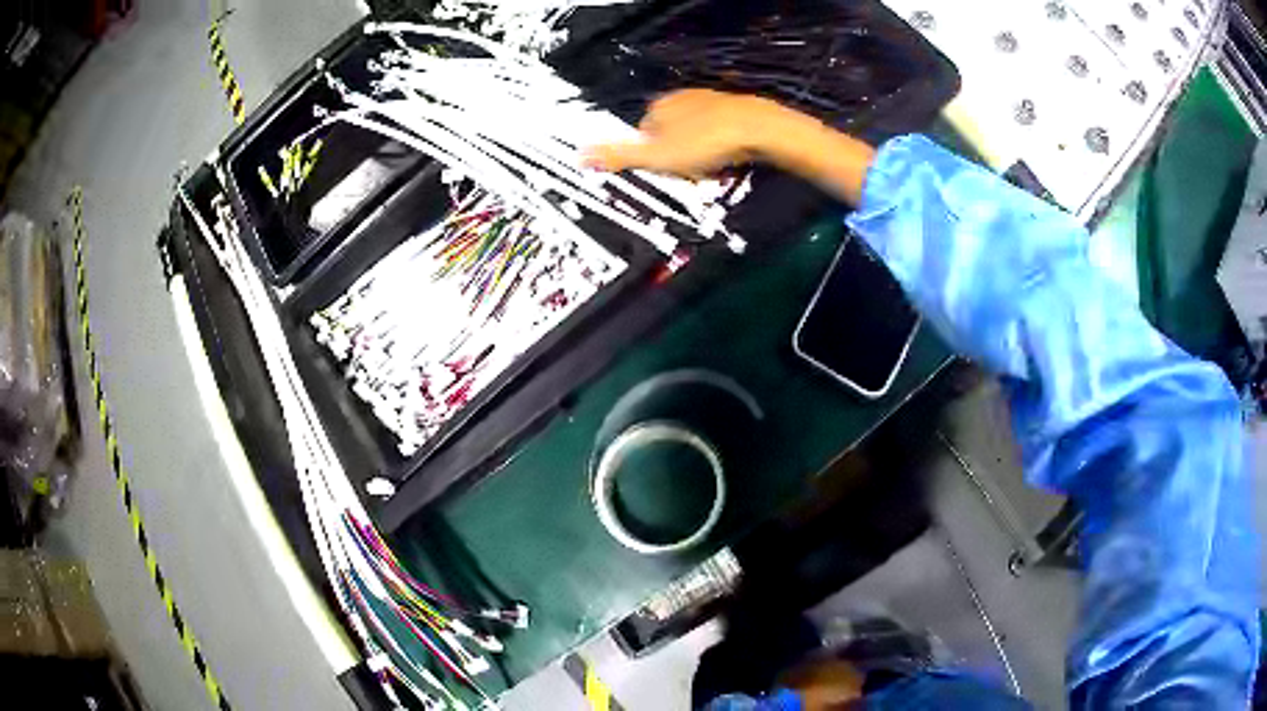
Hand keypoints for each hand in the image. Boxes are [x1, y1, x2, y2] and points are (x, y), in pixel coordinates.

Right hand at [586, 89, 876, 205]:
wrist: (759, 130)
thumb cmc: (704, 144)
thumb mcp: (656, 157)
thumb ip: (619, 156)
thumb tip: (579, 156)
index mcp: (659, 106)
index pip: (643, 133)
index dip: (652, 156)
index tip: (667, 172)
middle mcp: (682, 97)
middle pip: (668, 133)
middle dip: (677, 154)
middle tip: (692, 173)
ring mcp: (709, 99)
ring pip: (694, 132)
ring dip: (699, 152)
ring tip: (713, 167)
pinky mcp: (735, 108)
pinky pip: (719, 131)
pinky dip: (721, 145)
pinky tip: (730, 157)